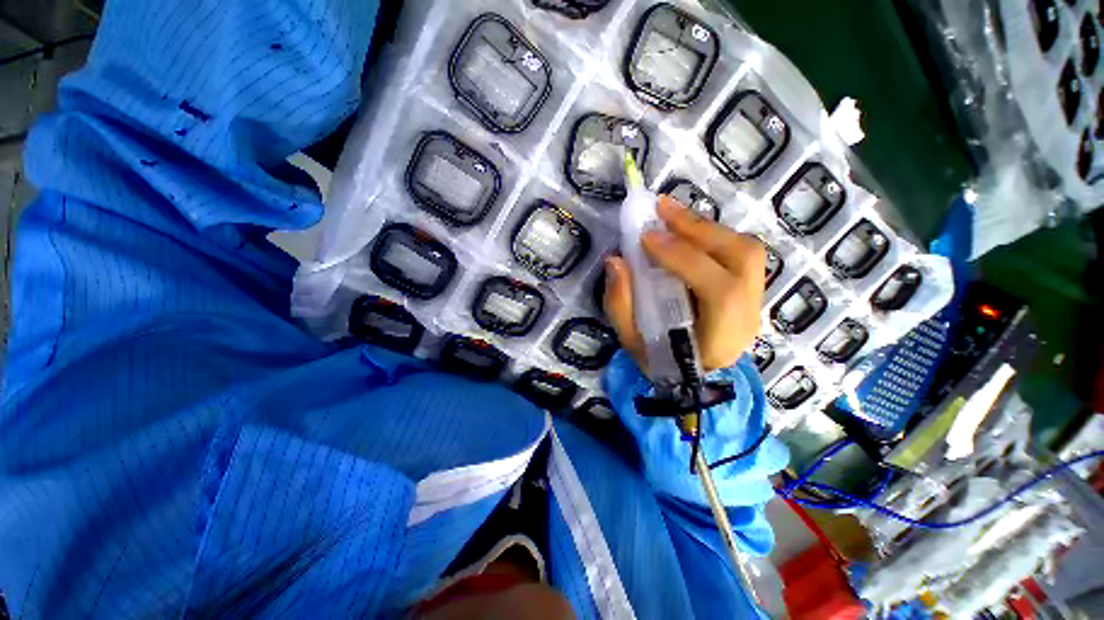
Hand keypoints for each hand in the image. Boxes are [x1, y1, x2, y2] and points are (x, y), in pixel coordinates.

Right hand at [604, 195, 765, 371]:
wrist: (695, 378)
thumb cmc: (662, 363)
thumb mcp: (632, 342)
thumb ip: (620, 304)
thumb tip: (616, 261)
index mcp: (722, 338)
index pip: (718, 290)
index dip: (683, 258)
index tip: (646, 238)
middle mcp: (748, 315)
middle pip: (742, 258)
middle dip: (699, 228)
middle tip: (661, 208)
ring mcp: (756, 300)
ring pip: (745, 249)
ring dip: (706, 227)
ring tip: (671, 214)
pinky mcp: (751, 289)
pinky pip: (739, 252)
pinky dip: (712, 235)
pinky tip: (686, 230)